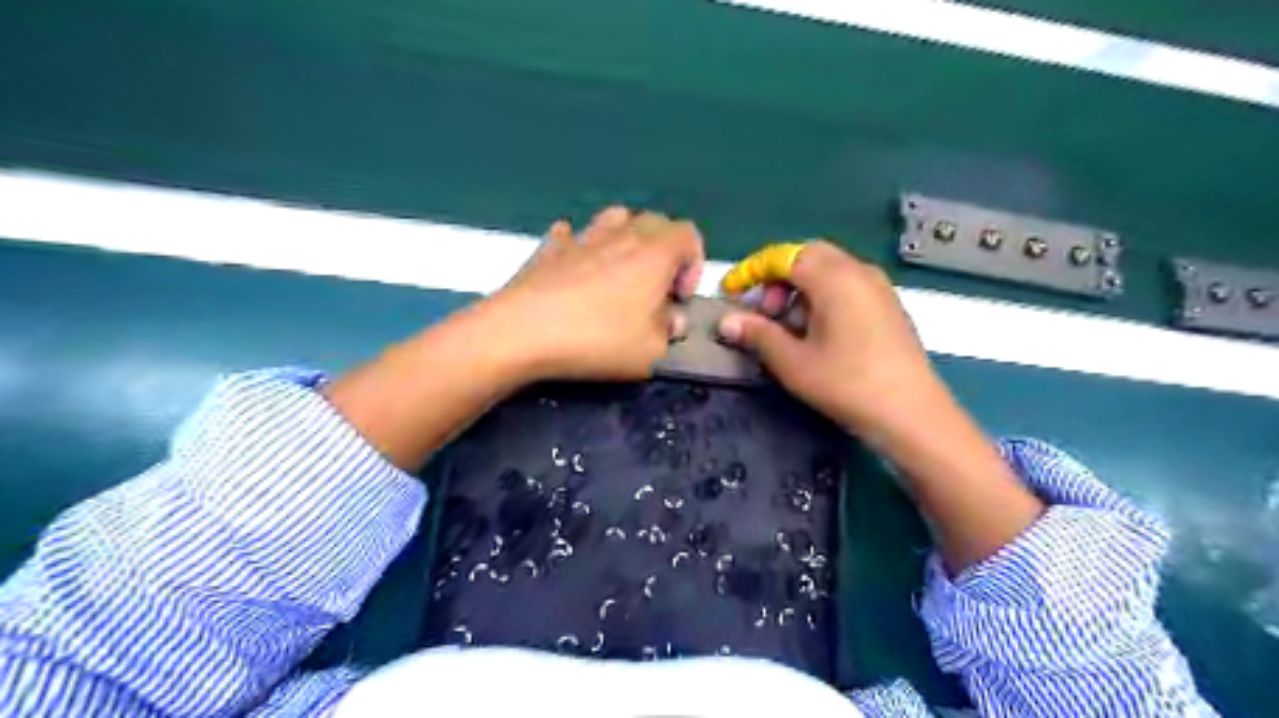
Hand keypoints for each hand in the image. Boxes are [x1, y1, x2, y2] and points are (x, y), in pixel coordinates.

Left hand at [483, 204, 703, 381]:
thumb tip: (671, 318)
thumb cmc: (597, 340)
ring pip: (615, 218)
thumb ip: (670, 331)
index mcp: (654, 254)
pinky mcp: (548, 249)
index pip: (689, 235)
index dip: (693, 265)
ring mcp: (582, 238)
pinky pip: (571, 235)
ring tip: (620, 274)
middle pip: (656, 221)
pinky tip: (575, 268)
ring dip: (627, 239)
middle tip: (656, 289)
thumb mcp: (652, 351)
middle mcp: (622, 235)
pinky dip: (580, 246)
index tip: (678, 299)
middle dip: (665, 252)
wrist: (523, 332)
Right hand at [717, 242, 948, 437]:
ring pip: (828, 271)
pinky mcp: (888, 305)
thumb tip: (727, 321)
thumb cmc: (847, 384)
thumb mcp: (793, 362)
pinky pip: (846, 286)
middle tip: (764, 312)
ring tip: (788, 328)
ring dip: (800, 289)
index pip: (783, 256)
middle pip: (807, 257)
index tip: (730, 292)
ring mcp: (878, 287)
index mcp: (834, 277)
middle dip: (778, 278)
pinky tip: (817, 334)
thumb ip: (758, 334)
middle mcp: (858, 271)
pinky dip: (822, 297)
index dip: (751, 270)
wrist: (912, 413)